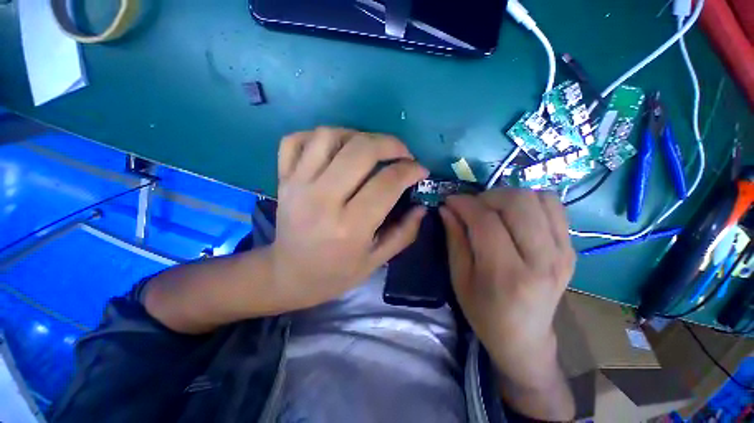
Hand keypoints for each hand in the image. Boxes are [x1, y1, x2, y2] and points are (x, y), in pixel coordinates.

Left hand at [271, 127, 427, 309]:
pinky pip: (295, 140)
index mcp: (349, 227)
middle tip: (402, 153)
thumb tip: (422, 207)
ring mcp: (297, 185)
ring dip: (357, 135)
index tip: (420, 170)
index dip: (410, 170)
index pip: (387, 183)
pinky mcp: (283, 179)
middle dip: (390, 144)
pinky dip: (318, 136)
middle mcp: (322, 200)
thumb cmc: (336, 273)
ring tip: (370, 149)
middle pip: (360, 151)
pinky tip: (335, 148)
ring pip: (328, 136)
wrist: (289, 275)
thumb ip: (404, 233)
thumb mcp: (376, 260)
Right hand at [440, 188, 574, 385]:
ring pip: (537, 198)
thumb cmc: (483, 312)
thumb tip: (447, 208)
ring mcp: (563, 253)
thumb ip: (454, 238)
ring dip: (508, 196)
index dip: (465, 204)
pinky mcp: (571, 248)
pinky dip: (530, 201)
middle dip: (487, 196)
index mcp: (507, 274)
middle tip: (471, 207)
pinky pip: (554, 206)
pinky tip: (514, 215)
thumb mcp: (459, 278)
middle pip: (517, 203)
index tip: (450, 200)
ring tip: (492, 210)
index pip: (486, 221)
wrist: (524, 336)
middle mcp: (542, 260)